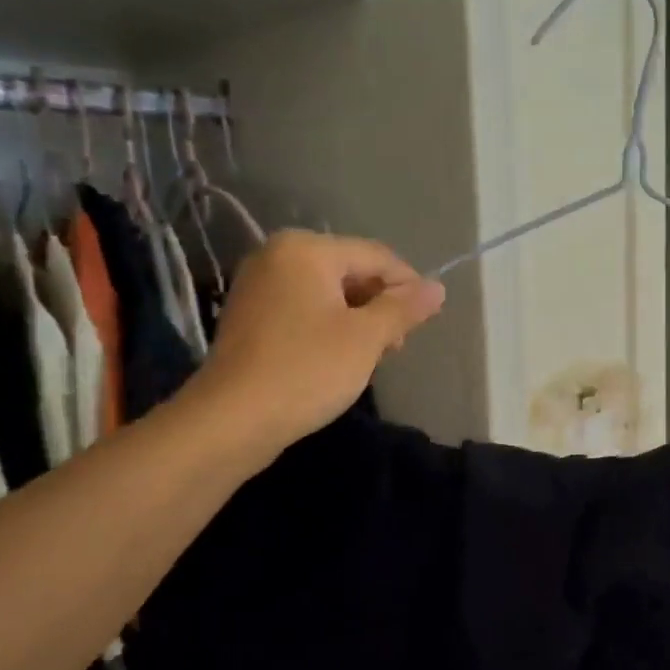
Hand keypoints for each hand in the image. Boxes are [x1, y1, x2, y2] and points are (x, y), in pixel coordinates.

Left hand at [183, 231, 444, 468]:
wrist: (232, 419)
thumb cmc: (307, 370)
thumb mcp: (366, 338)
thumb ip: (404, 308)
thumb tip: (438, 288)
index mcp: (306, 249)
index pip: (375, 256)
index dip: (408, 285)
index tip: (426, 321)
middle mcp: (277, 255)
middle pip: (350, 270)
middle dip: (381, 304)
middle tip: (395, 346)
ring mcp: (259, 286)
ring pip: (328, 293)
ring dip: (358, 319)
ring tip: (371, 356)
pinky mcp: (250, 316)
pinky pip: (304, 309)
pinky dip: (329, 327)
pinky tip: (339, 358)